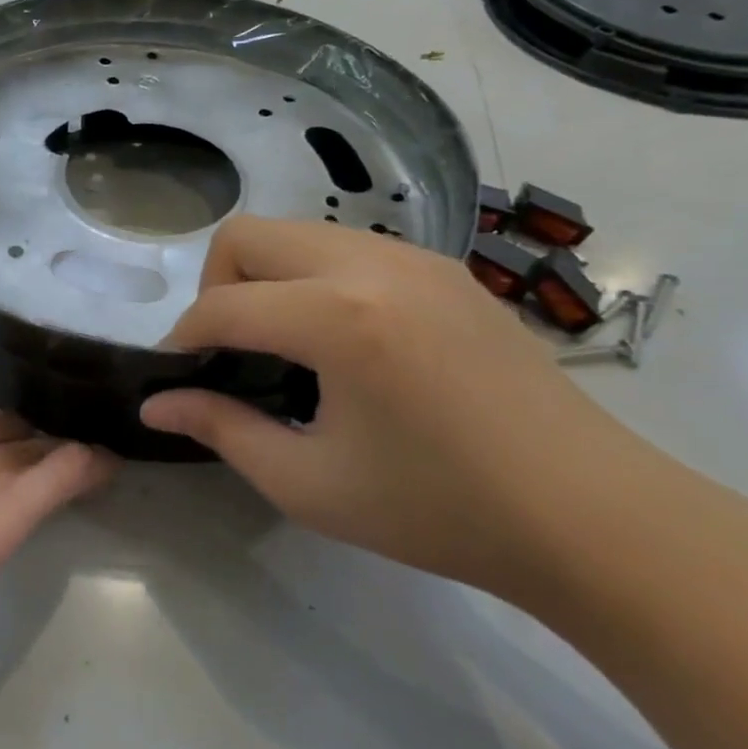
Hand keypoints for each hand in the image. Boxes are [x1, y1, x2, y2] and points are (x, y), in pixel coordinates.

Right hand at [139, 217, 644, 596]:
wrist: (591, 516)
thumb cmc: (440, 511)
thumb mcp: (310, 484)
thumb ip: (222, 430)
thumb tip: (156, 404)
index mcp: (339, 319)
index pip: (221, 306)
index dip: (182, 340)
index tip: (177, 378)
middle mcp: (372, 265)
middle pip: (248, 236)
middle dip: (217, 288)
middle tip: (231, 354)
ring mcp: (415, 258)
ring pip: (298, 232)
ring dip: (266, 278)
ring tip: (284, 347)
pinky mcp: (444, 269)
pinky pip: (347, 248)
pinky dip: (315, 279)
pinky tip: (342, 343)